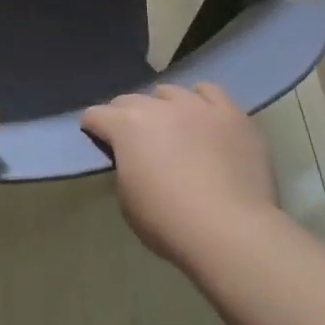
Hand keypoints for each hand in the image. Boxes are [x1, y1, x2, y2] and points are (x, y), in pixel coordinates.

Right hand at [82, 83, 279, 262]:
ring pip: (170, 92)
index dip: (93, 128)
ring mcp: (198, 107)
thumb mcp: (127, 199)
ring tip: (171, 129)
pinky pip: (211, 93)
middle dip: (125, 116)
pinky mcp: (232, 115)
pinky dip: (201, 102)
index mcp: (127, 126)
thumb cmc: (169, 222)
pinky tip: (203, 118)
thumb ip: (125, 167)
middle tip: (133, 141)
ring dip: (163, 108)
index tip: (97, 142)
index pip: (96, 115)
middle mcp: (159, 107)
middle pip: (131, 100)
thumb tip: (134, 158)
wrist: (231, 232)